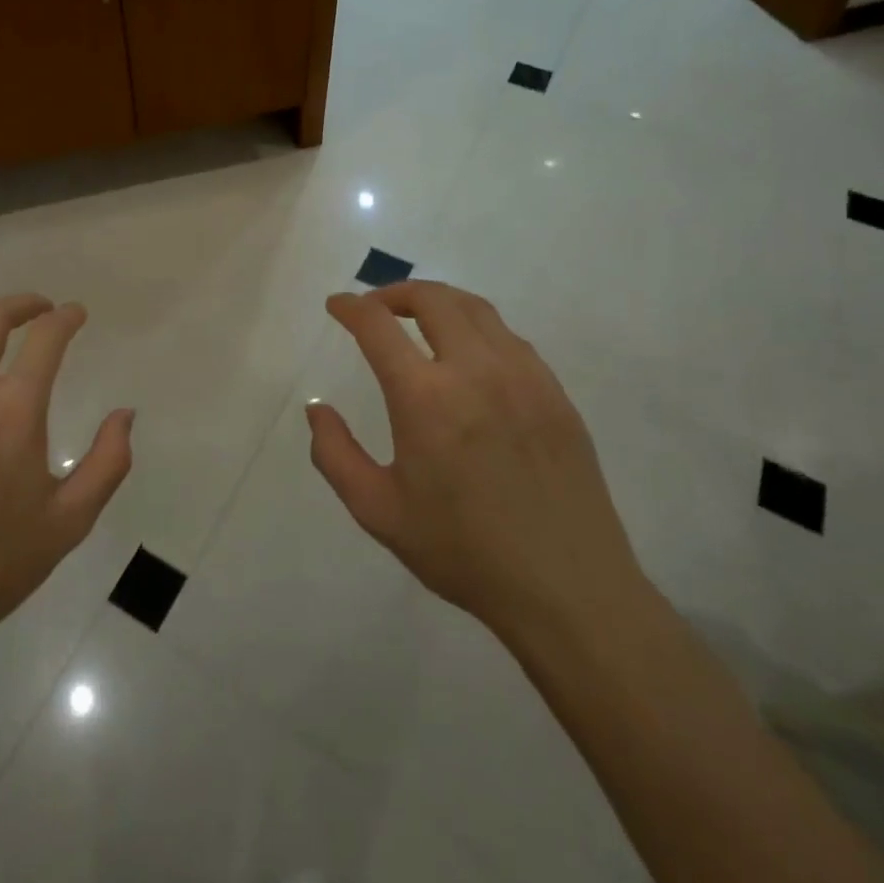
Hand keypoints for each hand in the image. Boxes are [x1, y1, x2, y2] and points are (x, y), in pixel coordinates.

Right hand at [306, 281, 646, 642]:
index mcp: (425, 397)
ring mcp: (523, 377)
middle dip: (395, 293)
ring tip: (419, 318)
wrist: (567, 590)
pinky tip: (470, 355)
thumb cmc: (462, 551)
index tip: (337, 306)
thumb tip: (316, 408)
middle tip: (376, 308)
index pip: (378, 325)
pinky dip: (478, 328)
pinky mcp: (555, 393)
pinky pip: (510, 338)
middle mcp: (475, 370)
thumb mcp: (377, 510)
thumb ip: (334, 453)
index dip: (351, 307)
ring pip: (476, 309)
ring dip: (439, 302)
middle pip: (432, 299)